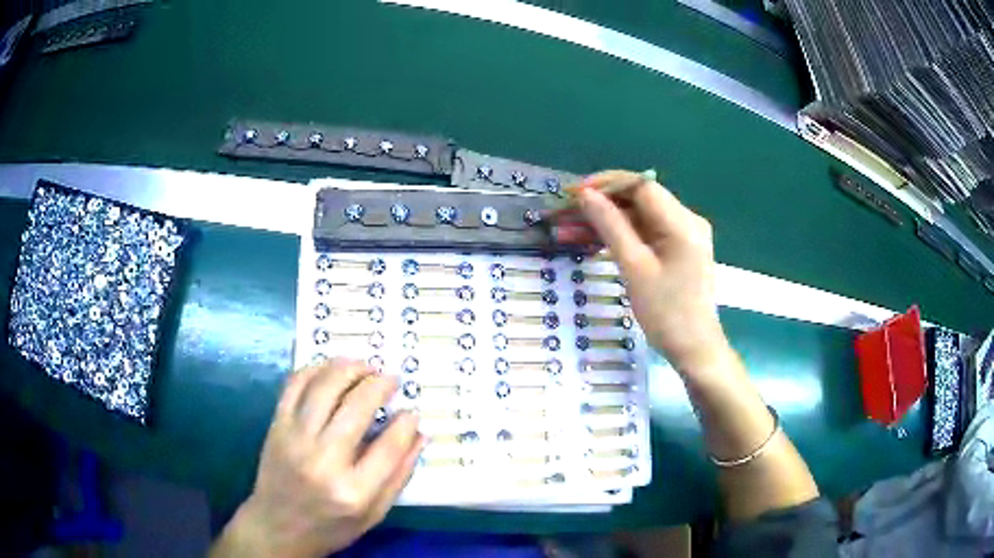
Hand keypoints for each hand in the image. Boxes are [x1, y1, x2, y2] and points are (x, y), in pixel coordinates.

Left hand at [211, 358, 424, 557]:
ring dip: (349, 368)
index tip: (412, 411)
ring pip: (324, 387)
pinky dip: (315, 369)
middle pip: (357, 407)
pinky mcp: (276, 426)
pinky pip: (294, 385)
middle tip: (391, 379)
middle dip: (379, 385)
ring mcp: (295, 439)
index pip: (389, 446)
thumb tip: (419, 434)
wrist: (278, 526)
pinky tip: (331, 368)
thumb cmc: (331, 526)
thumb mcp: (374, 514)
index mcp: (354, 491)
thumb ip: (400, 476)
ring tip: (365, 366)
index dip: (406, 423)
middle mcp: (323, 461)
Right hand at [556, 170, 728, 373]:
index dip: (606, 184)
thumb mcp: (634, 267)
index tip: (575, 194)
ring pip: (641, 217)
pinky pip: (647, 233)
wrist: (694, 348)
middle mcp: (687, 221)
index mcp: (683, 222)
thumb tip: (585, 194)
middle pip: (641, 199)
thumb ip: (610, 226)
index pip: (641, 185)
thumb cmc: (666, 312)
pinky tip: (595, 242)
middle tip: (567, 213)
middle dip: (603, 203)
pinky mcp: (679, 250)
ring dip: (609, 221)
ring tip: (571, 229)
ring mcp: (684, 236)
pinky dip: (623, 236)